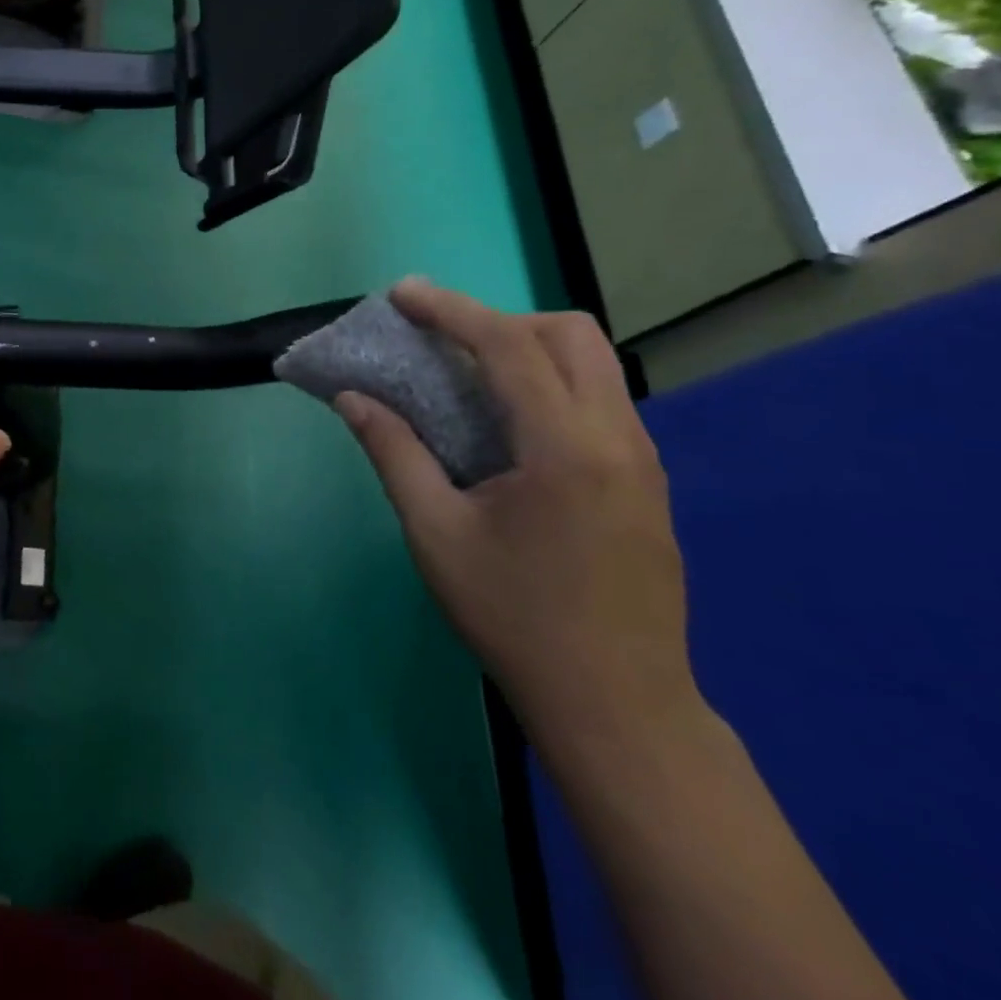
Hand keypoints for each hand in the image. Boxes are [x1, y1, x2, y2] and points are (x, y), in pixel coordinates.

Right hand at [335, 280, 698, 748]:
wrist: (618, 705)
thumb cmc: (514, 617)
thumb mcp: (435, 533)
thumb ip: (393, 453)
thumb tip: (352, 398)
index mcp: (565, 448)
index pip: (509, 346)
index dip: (450, 310)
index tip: (402, 294)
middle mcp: (618, 439)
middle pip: (571, 335)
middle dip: (501, 321)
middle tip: (444, 345)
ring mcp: (643, 460)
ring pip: (594, 364)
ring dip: (528, 350)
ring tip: (468, 379)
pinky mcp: (648, 482)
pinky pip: (600, 400)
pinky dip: (550, 384)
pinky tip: (509, 428)